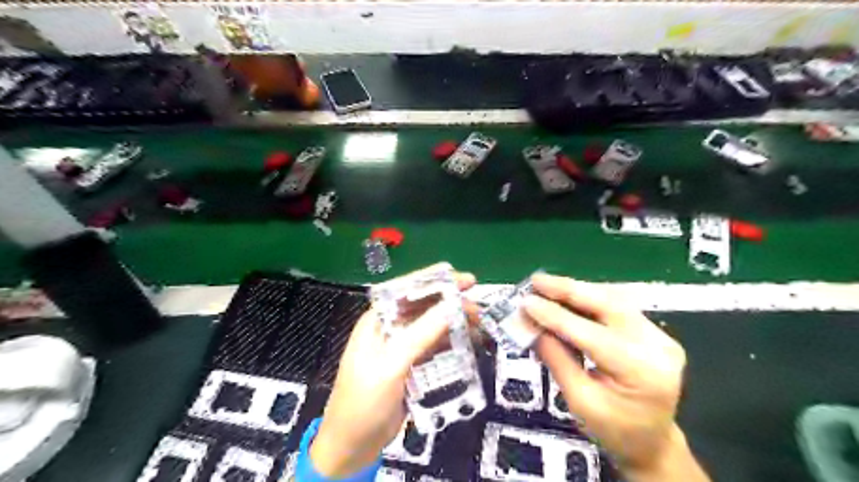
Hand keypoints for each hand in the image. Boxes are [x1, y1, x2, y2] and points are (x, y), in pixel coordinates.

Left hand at [308, 265, 476, 474]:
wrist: (352, 447)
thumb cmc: (363, 403)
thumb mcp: (391, 366)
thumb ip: (419, 335)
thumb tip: (450, 306)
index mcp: (378, 321)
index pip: (407, 291)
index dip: (436, 281)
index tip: (465, 281)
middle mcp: (390, 329)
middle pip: (424, 308)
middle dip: (451, 305)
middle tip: (477, 309)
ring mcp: (402, 348)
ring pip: (433, 327)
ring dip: (455, 324)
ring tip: (478, 326)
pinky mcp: (412, 366)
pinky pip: (435, 348)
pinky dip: (452, 344)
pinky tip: (468, 345)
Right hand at [524, 273, 712, 479]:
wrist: (651, 442)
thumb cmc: (613, 430)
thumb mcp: (579, 401)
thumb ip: (556, 359)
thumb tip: (530, 324)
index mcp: (641, 372)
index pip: (591, 334)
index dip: (555, 316)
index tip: (525, 303)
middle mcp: (657, 346)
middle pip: (609, 305)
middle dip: (568, 290)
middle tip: (536, 281)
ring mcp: (660, 336)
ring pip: (614, 300)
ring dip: (578, 291)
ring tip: (547, 286)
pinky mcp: (655, 332)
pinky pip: (618, 307)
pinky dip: (590, 299)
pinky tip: (568, 296)